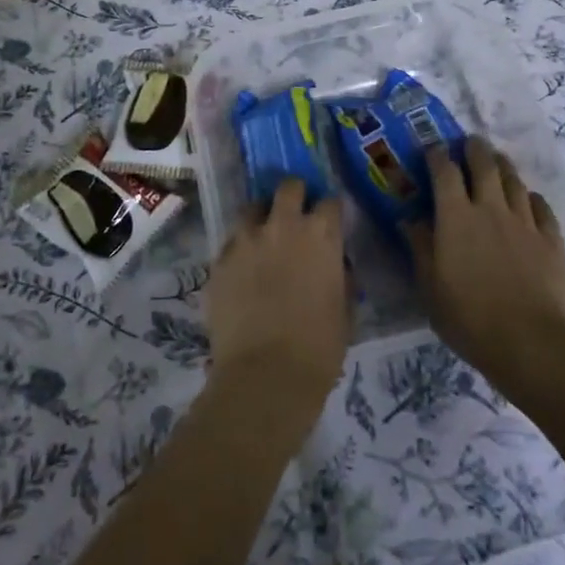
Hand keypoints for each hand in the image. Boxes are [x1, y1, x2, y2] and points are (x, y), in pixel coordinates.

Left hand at [205, 179, 348, 415]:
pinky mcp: (219, 260)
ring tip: (264, 239)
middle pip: (289, 188)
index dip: (330, 212)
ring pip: (252, 208)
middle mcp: (283, 226)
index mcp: (321, 235)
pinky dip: (240, 250)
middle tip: (296, 217)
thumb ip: (340, 276)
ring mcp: (246, 240)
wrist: (265, 376)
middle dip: (295, 196)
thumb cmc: (319, 348)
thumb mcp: (345, 310)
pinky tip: (243, 271)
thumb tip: (334, 265)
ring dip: (262, 218)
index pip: (330, 203)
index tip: (330, 224)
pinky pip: (231, 243)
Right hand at [406, 136, 564, 395]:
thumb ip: (420, 246)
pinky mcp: (552, 239)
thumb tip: (408, 218)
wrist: (532, 341)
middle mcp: (490, 208)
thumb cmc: (469, 317)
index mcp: (456, 217)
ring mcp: (525, 222)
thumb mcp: (430, 286)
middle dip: (474, 149)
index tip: (432, 149)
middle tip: (470, 142)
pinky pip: (541, 207)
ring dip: (503, 166)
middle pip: (484, 165)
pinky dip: (531, 197)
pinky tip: (529, 199)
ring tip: (497, 160)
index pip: (444, 172)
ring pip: (514, 181)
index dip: (437, 155)